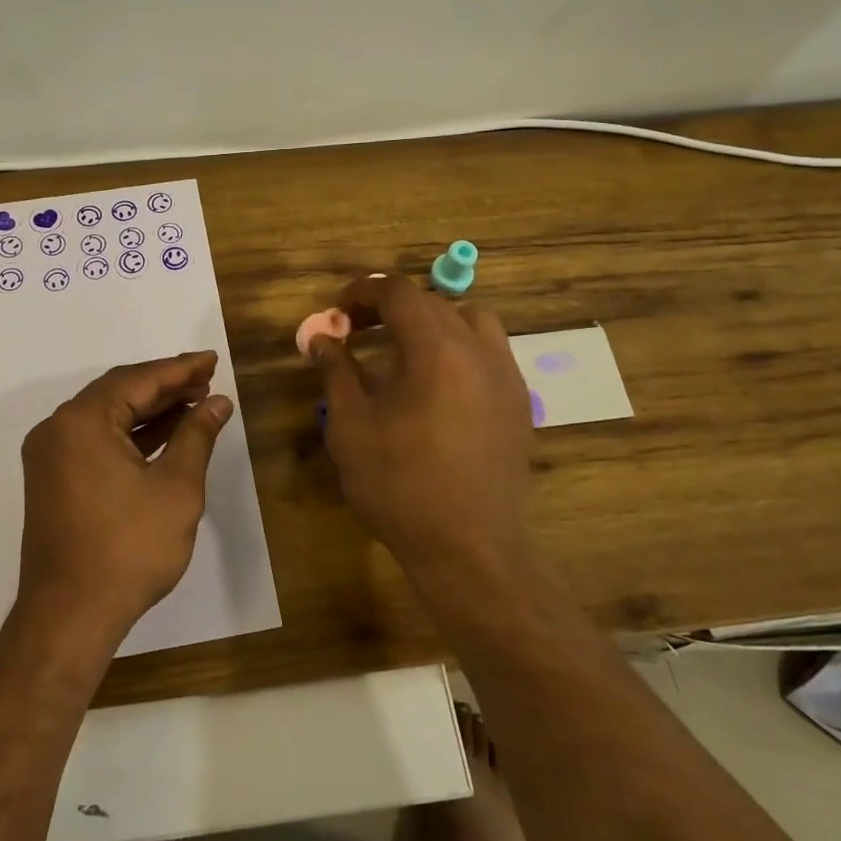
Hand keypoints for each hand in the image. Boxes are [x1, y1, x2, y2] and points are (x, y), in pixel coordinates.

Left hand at [17, 351, 233, 642]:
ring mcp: (50, 456)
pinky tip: (164, 436)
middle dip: (165, 386)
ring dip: (149, 410)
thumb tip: (217, 402)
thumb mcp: (176, 487)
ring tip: (193, 404)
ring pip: (107, 417)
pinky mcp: (53, 480)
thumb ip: (197, 436)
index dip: (180, 369)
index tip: (212, 360)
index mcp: (81, 421)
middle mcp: (58, 429)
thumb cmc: (128, 548)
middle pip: (118, 393)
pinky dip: (129, 435)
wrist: (70, 617)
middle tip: (206, 380)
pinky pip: (95, 441)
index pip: (138, 379)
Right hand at [309, 276, 535, 592]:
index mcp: (436, 349)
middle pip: (433, 302)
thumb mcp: (351, 426)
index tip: (337, 311)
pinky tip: (437, 382)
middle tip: (358, 329)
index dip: (363, 292)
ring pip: (471, 319)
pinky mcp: (518, 403)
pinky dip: (459, 346)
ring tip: (404, 347)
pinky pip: (489, 351)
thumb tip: (321, 339)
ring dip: (433, 320)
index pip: (399, 292)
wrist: (470, 549)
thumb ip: (336, 372)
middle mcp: (479, 350)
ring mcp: (506, 376)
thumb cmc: (400, 486)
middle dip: (391, 306)